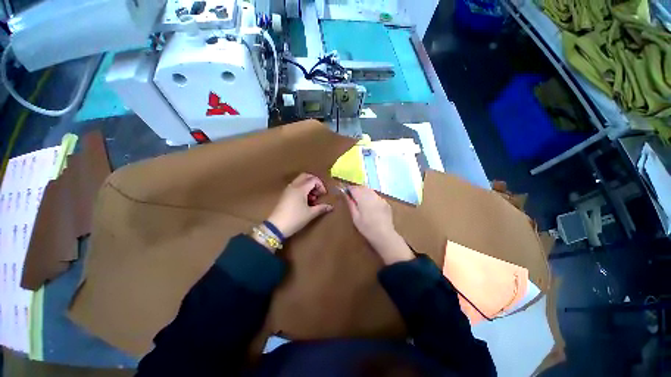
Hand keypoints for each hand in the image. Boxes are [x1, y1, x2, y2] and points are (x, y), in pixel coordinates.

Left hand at [267, 173, 332, 237]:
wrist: (276, 227)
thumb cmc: (295, 219)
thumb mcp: (310, 214)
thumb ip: (321, 208)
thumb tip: (330, 207)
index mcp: (301, 188)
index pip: (313, 180)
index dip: (321, 186)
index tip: (323, 195)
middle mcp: (294, 186)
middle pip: (305, 176)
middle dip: (314, 182)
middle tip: (318, 192)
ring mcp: (288, 190)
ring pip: (300, 181)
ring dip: (308, 186)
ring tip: (312, 198)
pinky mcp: (284, 195)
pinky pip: (295, 186)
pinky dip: (302, 189)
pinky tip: (304, 201)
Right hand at [343, 186, 413, 264]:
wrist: (384, 235)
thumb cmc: (366, 227)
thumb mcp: (355, 217)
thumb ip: (350, 204)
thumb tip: (346, 195)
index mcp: (363, 198)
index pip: (354, 188)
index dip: (349, 188)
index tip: (345, 191)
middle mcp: (372, 195)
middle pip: (362, 187)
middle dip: (356, 189)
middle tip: (352, 195)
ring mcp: (380, 198)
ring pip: (370, 190)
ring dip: (364, 192)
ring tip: (360, 200)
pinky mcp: (385, 202)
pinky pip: (376, 196)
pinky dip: (371, 197)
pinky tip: (370, 205)